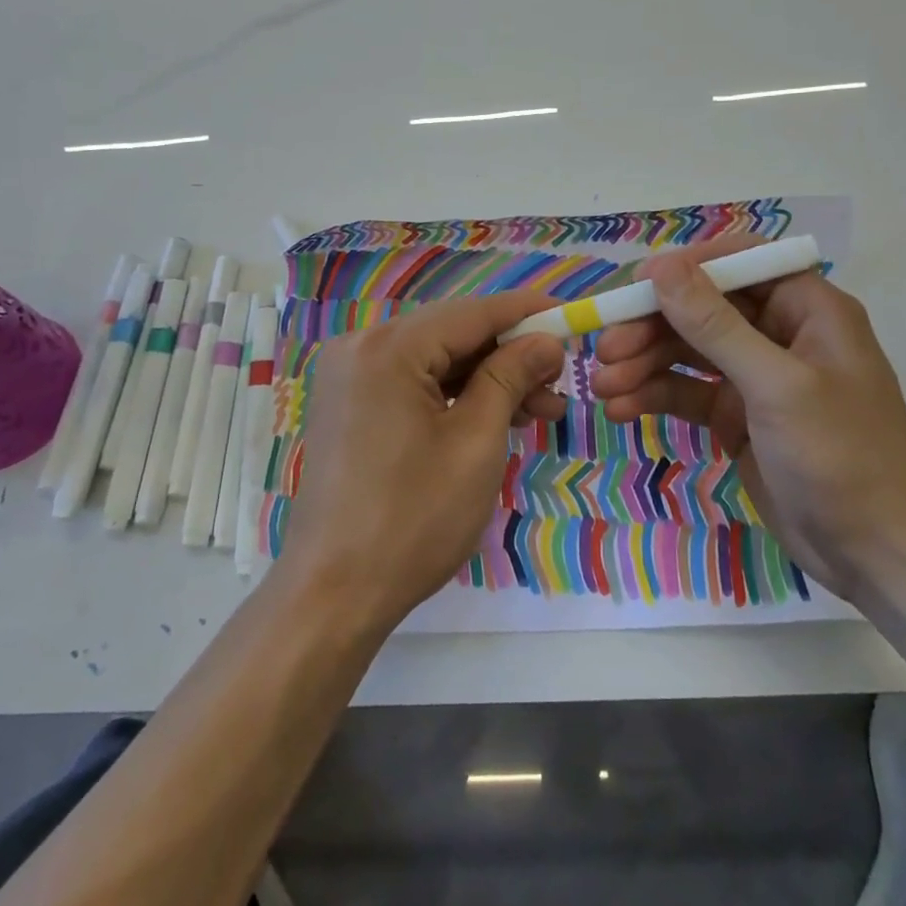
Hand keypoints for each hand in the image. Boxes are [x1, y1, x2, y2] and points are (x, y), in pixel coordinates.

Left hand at [281, 291, 567, 632]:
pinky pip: (411, 382)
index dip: (527, 313)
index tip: (572, 318)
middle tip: (560, 382)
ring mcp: (349, 376)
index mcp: (388, 347)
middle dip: (510, 354)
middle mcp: (361, 346)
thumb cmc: (412, 519)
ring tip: (539, 410)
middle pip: (452, 333)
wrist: (333, 593)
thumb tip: (545, 340)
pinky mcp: (348, 404)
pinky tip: (494, 416)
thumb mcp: (476, 443)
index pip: (472, 312)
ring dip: (486, 378)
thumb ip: (510, 377)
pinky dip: (453, 395)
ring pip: (434, 359)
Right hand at [591, 237, 905, 590]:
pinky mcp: (737, 415)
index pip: (739, 263)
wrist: (876, 556)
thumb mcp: (777, 386)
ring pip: (687, 351)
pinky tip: (621, 409)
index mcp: (807, 309)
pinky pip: (687, 391)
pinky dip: (653, 396)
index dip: (686, 269)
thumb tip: (662, 267)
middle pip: (702, 309)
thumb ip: (715, 326)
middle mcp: (779, 333)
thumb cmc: (842, 457)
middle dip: (651, 326)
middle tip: (605, 349)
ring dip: (642, 364)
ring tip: (603, 387)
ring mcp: (755, 376)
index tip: (635, 287)